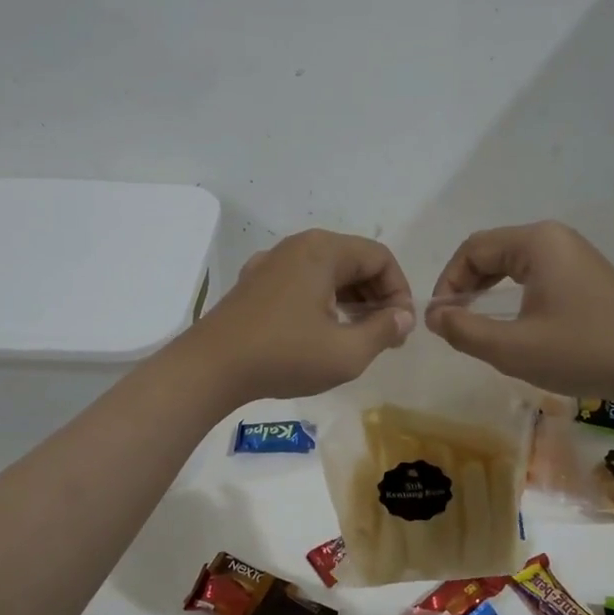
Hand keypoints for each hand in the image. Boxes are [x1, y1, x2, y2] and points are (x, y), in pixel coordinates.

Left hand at [186, 229, 413, 404]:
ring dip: (351, 301)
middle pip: (354, 261)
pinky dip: (322, 302)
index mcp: (322, 251)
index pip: (380, 257)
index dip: (399, 291)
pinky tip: (321, 334)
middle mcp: (297, 247)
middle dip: (377, 296)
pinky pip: (302, 283)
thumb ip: (383, 331)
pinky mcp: (254, 284)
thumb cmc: (284, 355)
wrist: (211, 368)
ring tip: (358, 338)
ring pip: (327, 273)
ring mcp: (271, 264)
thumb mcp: (347, 352)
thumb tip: (403, 316)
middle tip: (386, 336)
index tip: (400, 329)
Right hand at [426, 221, 613, 396]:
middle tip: (454, 322)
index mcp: (536, 243)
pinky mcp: (587, 274)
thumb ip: (464, 331)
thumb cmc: (581, 352)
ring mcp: (574, 254)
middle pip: (492, 251)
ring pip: (513, 263)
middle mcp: (554, 238)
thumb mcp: (512, 348)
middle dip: (466, 284)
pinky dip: (513, 293)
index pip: (472, 249)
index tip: (439, 318)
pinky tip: (513, 322)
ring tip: (476, 323)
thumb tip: (433, 316)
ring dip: (488, 289)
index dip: (448, 282)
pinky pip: (536, 274)